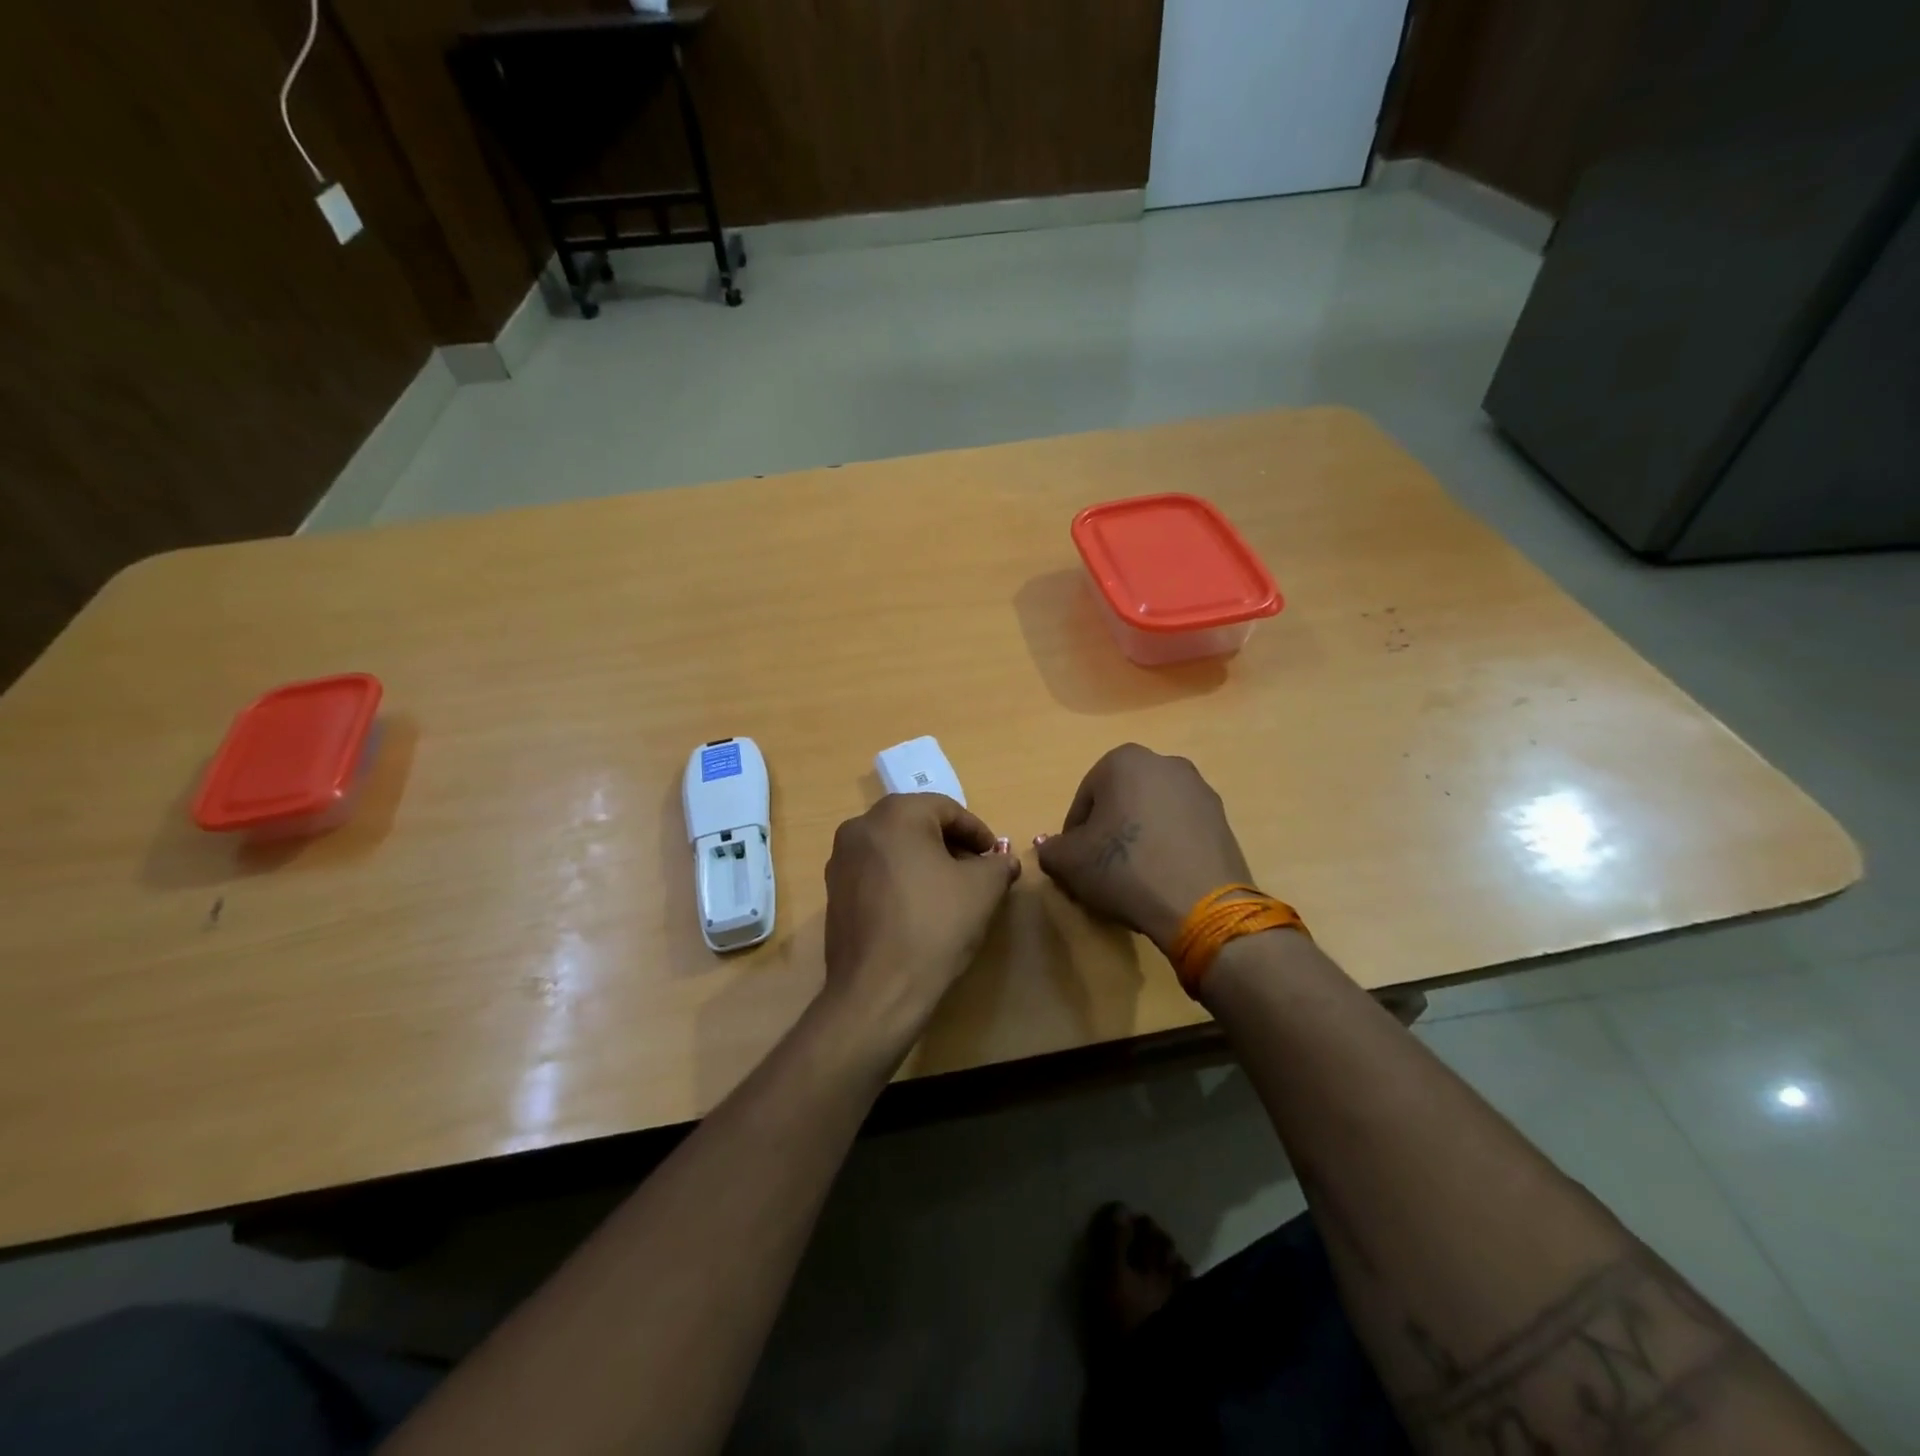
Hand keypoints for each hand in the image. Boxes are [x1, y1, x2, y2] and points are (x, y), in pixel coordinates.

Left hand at [820, 794, 1019, 1049]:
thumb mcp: (983, 890)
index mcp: (895, 814)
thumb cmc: (935, 925)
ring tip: (951, 892)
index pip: (947, 809)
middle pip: (917, 825)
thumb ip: (998, 865)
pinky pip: (876, 872)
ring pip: (895, 848)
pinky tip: (920, 909)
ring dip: (925, 862)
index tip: (995, 858)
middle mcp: (861, 827)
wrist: (878, 989)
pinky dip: (901, 879)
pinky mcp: (834, 892)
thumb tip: (1004, 861)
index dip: (977, 832)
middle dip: (951, 845)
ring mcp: (841, 860)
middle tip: (977, 872)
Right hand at [1035, 744, 1253, 954]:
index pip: (1084, 799)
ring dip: (1139, 837)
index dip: (1075, 834)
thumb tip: (1049, 847)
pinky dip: (1167, 846)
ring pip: (1152, 813)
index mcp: (1124, 761)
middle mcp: (1165, 763)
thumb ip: (1051, 849)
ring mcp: (1199, 790)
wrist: (1200, 905)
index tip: (1076, 863)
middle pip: (1121, 801)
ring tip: (1134, 877)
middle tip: (1101, 869)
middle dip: (1109, 831)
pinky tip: (1162, 878)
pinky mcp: (1222, 819)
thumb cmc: (1124, 868)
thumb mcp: (1069, 862)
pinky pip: (1181, 829)